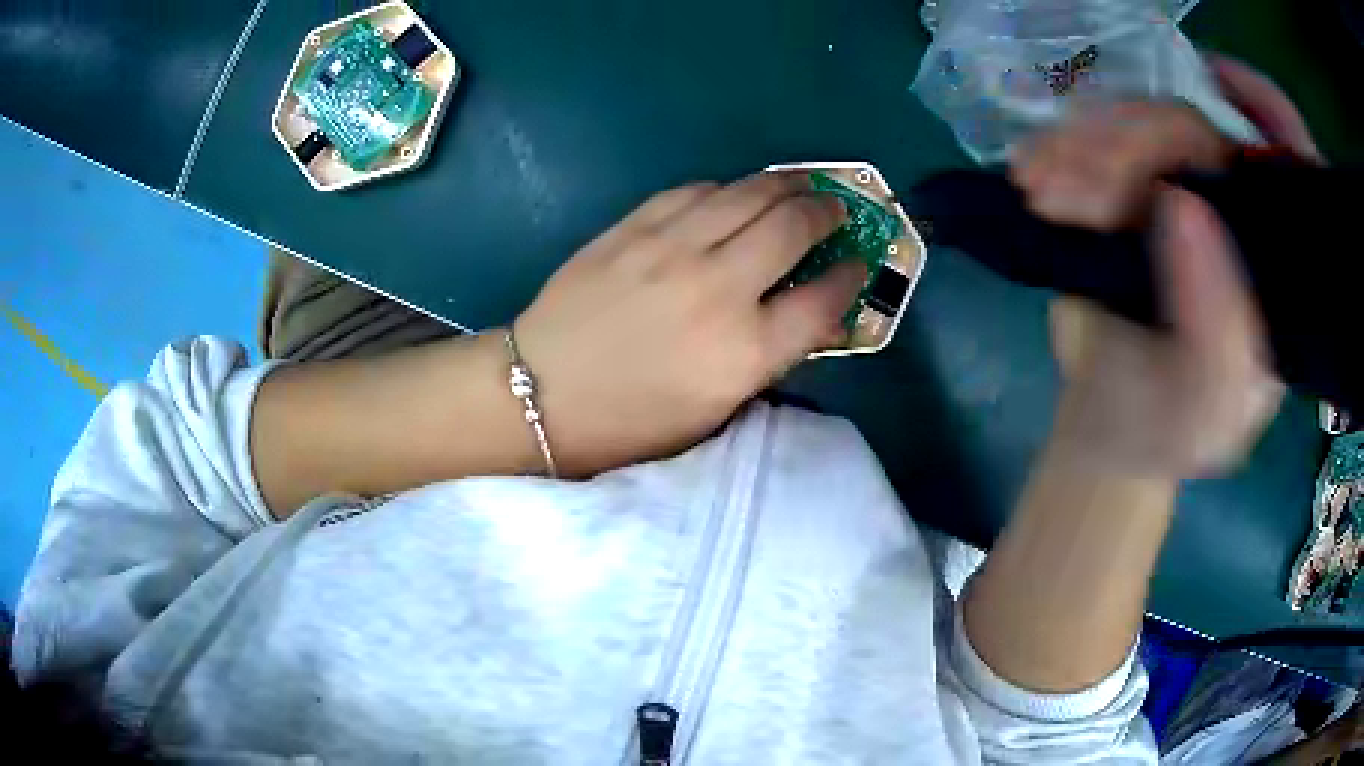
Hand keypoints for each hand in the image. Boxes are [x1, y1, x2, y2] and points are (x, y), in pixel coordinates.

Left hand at [514, 172, 865, 476]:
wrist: (540, 392)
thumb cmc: (630, 422)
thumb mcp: (714, 412)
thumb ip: (767, 360)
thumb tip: (807, 315)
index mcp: (744, 353)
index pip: (823, 300)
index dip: (850, 277)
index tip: (858, 264)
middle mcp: (719, 290)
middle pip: (792, 228)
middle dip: (825, 212)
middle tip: (834, 210)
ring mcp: (672, 250)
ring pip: (747, 194)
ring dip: (784, 184)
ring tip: (799, 184)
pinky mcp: (633, 228)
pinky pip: (693, 190)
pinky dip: (725, 188)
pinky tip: (732, 193)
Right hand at [1013, 57, 1317, 478]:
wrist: (1104, 424)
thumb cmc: (1162, 429)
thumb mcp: (1203, 416)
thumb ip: (1218, 342)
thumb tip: (1180, 205)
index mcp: (1277, 270)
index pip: (1294, 164)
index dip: (1265, 106)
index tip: (1217, 81)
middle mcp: (1240, 216)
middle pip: (1201, 133)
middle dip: (1133, 144)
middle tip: (1070, 188)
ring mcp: (1185, 189)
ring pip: (1142, 124)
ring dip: (1084, 147)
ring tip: (1039, 190)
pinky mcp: (1134, 184)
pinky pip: (1100, 134)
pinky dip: (1061, 145)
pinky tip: (1032, 171)